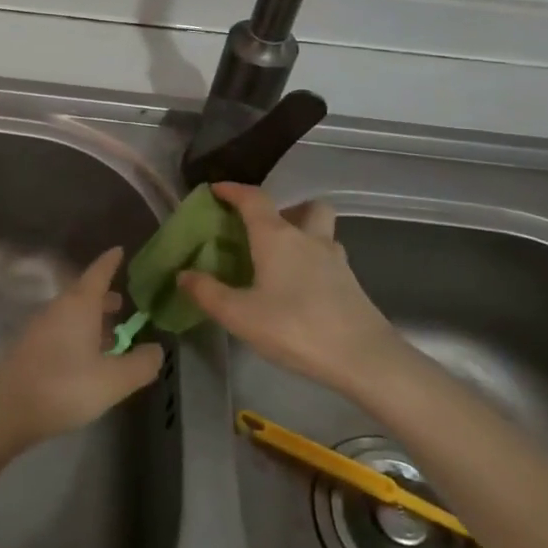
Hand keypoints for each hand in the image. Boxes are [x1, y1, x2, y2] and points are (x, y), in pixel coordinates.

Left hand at [0, 247, 163, 444]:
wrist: (7, 409)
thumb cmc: (65, 386)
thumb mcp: (113, 380)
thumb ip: (140, 364)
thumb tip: (156, 349)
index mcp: (79, 305)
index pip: (98, 273)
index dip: (110, 262)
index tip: (119, 250)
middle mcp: (58, 308)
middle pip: (83, 294)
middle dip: (104, 297)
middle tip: (123, 303)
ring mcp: (40, 327)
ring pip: (71, 314)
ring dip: (91, 319)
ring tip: (111, 336)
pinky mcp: (30, 347)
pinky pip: (60, 330)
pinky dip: (78, 334)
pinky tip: (87, 358)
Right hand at [176, 182, 409, 396]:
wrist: (364, 359)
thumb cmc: (295, 328)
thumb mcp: (239, 315)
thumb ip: (208, 292)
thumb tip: (184, 275)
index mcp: (277, 237)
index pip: (254, 199)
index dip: (233, 190)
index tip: (216, 189)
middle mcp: (308, 238)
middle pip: (304, 206)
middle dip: (286, 208)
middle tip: (264, 228)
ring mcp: (335, 259)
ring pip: (322, 230)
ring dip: (304, 232)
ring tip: (281, 257)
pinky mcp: (351, 283)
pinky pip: (329, 257)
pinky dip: (313, 261)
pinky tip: (299, 286)